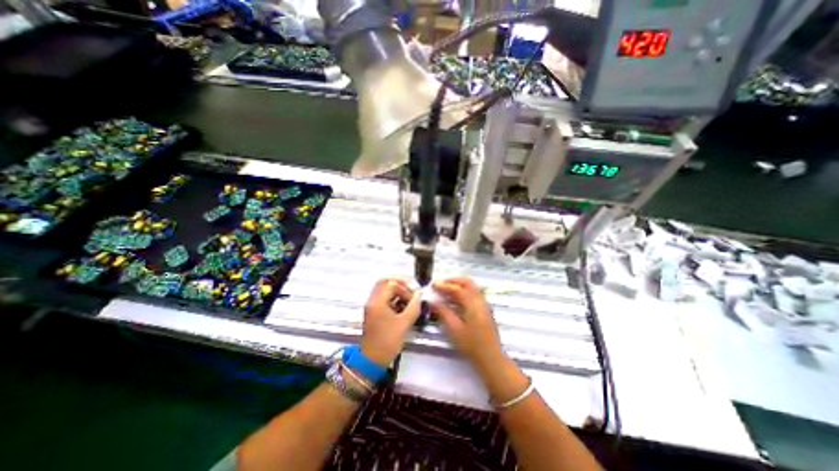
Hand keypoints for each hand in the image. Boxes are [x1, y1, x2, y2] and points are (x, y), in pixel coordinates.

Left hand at [360, 280, 423, 367]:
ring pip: (384, 289)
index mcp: (377, 302)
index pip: (392, 284)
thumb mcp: (404, 324)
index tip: (414, 299)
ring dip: (397, 291)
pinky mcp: (373, 312)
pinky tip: (403, 307)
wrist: (371, 360)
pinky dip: (393, 298)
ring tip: (408, 300)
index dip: (405, 289)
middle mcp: (372, 300)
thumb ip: (414, 307)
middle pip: (385, 282)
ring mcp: (372, 306)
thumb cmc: (387, 342)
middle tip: (411, 292)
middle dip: (400, 284)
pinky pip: (383, 298)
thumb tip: (419, 295)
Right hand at [428, 277, 500, 370]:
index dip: (444, 285)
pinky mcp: (485, 309)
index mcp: (473, 304)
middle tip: (440, 283)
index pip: (457, 289)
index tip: (433, 284)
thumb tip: (432, 301)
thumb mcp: (454, 329)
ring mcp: (484, 304)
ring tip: (446, 289)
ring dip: (459, 284)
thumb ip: (443, 312)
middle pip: (467, 282)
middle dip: (453, 280)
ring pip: (472, 286)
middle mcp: (480, 300)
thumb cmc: (471, 345)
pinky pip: (474, 292)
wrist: (491, 358)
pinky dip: (464, 290)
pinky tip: (456, 298)